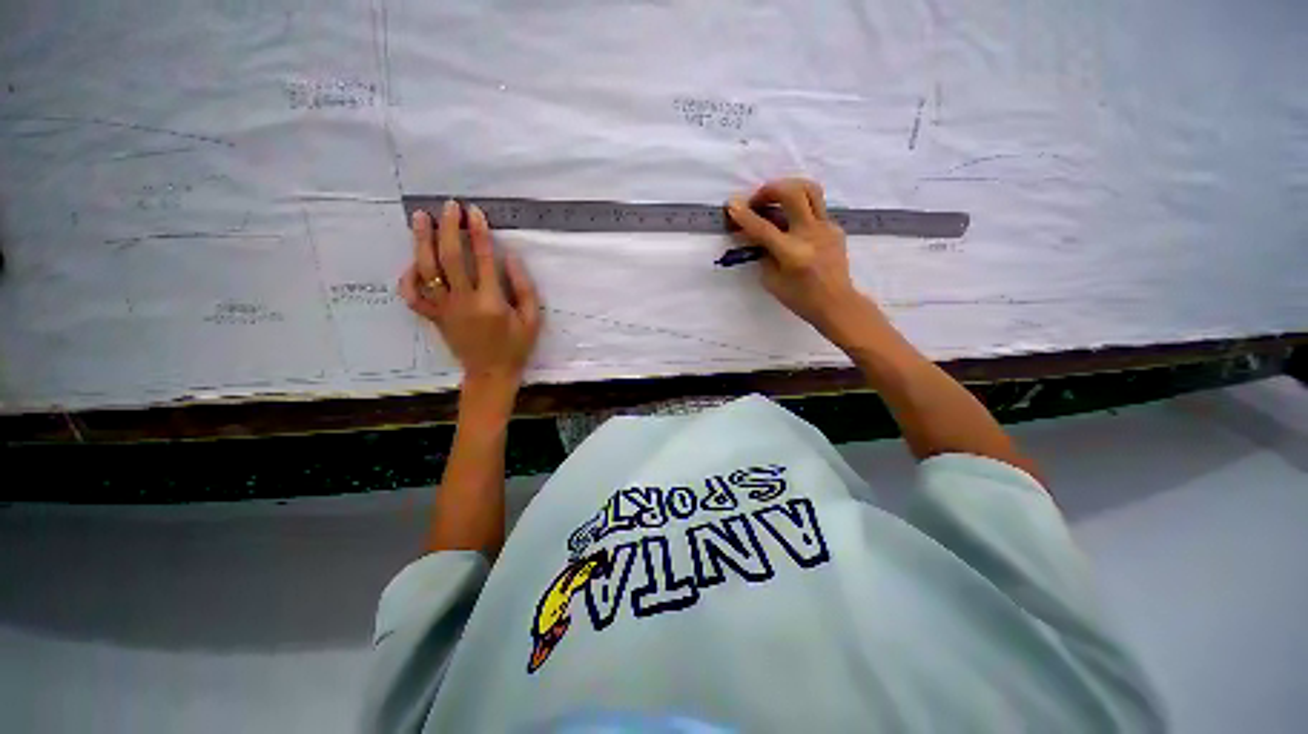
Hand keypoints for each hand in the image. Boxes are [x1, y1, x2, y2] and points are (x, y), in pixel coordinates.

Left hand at [399, 200, 541, 392]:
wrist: (491, 373)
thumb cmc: (516, 346)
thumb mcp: (532, 319)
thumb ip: (524, 288)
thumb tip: (509, 257)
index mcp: (491, 302)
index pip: (481, 259)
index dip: (478, 233)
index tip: (475, 212)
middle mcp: (463, 302)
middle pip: (449, 258)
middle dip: (448, 228)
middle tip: (449, 207)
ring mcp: (444, 309)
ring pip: (426, 271)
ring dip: (421, 242)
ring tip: (420, 218)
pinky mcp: (433, 317)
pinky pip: (412, 295)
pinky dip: (408, 277)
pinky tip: (414, 262)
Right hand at [726, 178, 872, 338]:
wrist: (837, 303)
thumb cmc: (800, 298)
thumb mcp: (772, 281)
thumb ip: (762, 254)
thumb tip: (752, 234)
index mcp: (792, 254)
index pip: (763, 228)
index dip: (744, 215)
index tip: (731, 204)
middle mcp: (811, 234)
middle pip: (792, 193)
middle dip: (769, 190)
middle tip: (757, 201)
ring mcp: (826, 227)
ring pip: (810, 189)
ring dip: (788, 188)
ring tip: (775, 199)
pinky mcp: (835, 226)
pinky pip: (815, 207)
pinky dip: (799, 208)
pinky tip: (792, 224)